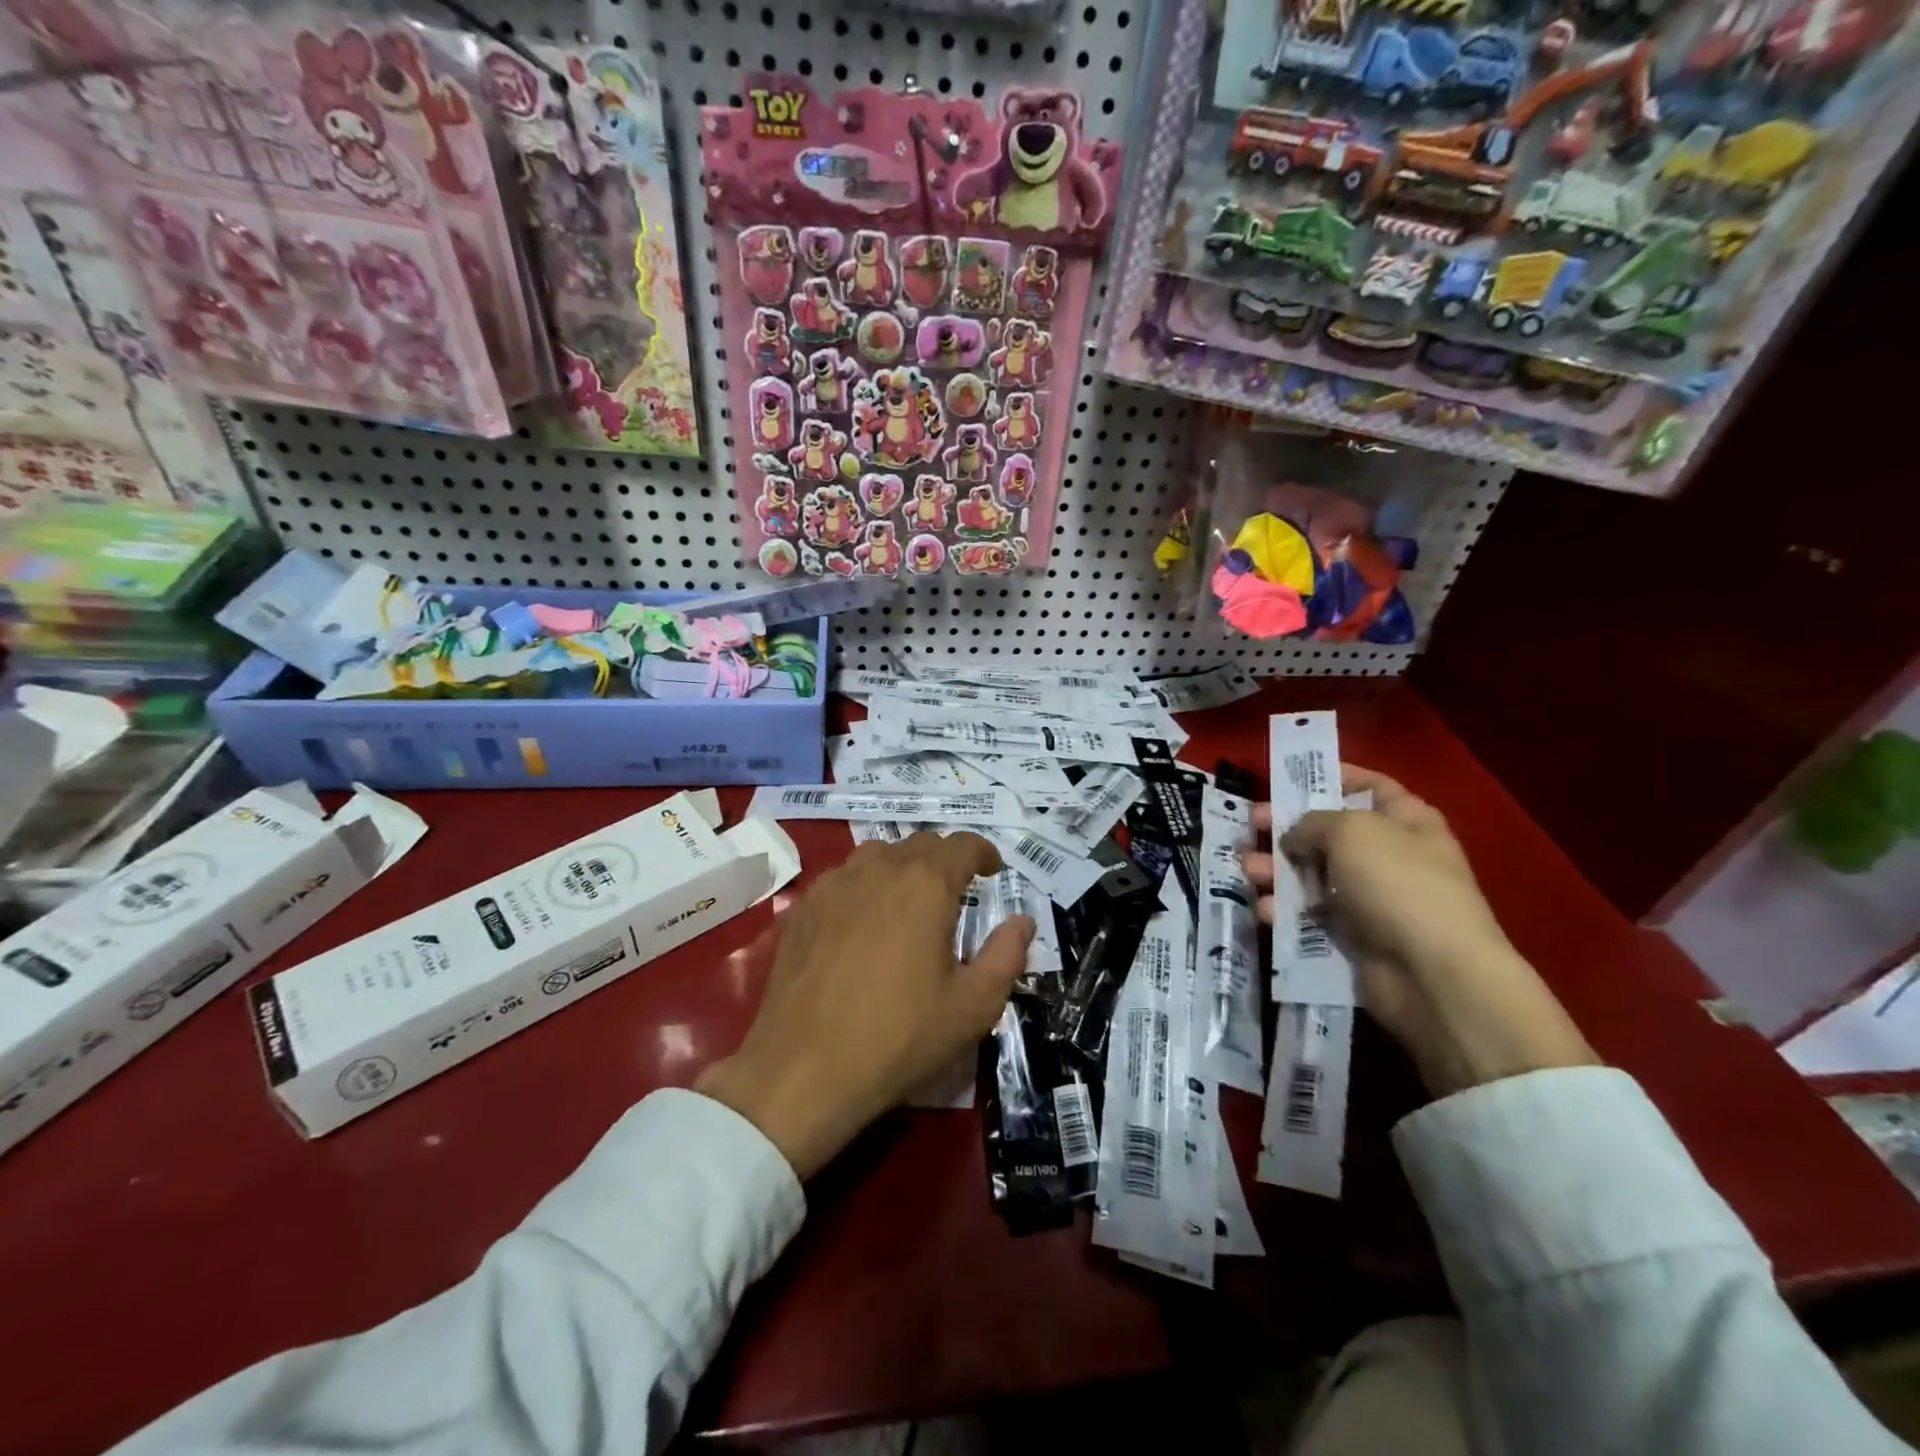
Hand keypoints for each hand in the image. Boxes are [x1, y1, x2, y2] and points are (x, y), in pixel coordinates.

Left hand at [697, 832, 1033, 1177]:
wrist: (804, 1070)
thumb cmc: (900, 1037)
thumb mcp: (973, 1006)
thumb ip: (1006, 956)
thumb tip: (1022, 922)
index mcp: (926, 885)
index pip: (962, 845)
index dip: (983, 852)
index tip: (992, 871)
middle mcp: (879, 869)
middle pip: (919, 844)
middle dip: (944, 859)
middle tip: (956, 891)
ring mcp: (833, 885)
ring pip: (876, 855)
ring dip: (901, 867)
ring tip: (908, 901)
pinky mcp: (802, 909)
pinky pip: (841, 879)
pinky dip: (863, 886)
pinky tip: (862, 921)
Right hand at [1242, 765, 1597, 1098]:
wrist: (1431, 974)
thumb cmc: (1397, 883)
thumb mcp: (1350, 830)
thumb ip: (1312, 822)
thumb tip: (1293, 838)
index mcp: (1406, 821)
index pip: (1370, 786)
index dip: (1333, 776)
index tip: (1291, 776)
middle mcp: (1389, 856)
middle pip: (1328, 832)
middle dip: (1287, 827)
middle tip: (1252, 823)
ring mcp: (1371, 898)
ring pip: (1312, 874)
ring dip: (1276, 870)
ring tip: (1247, 869)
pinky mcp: (1353, 936)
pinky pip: (1310, 915)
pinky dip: (1286, 911)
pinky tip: (1266, 910)